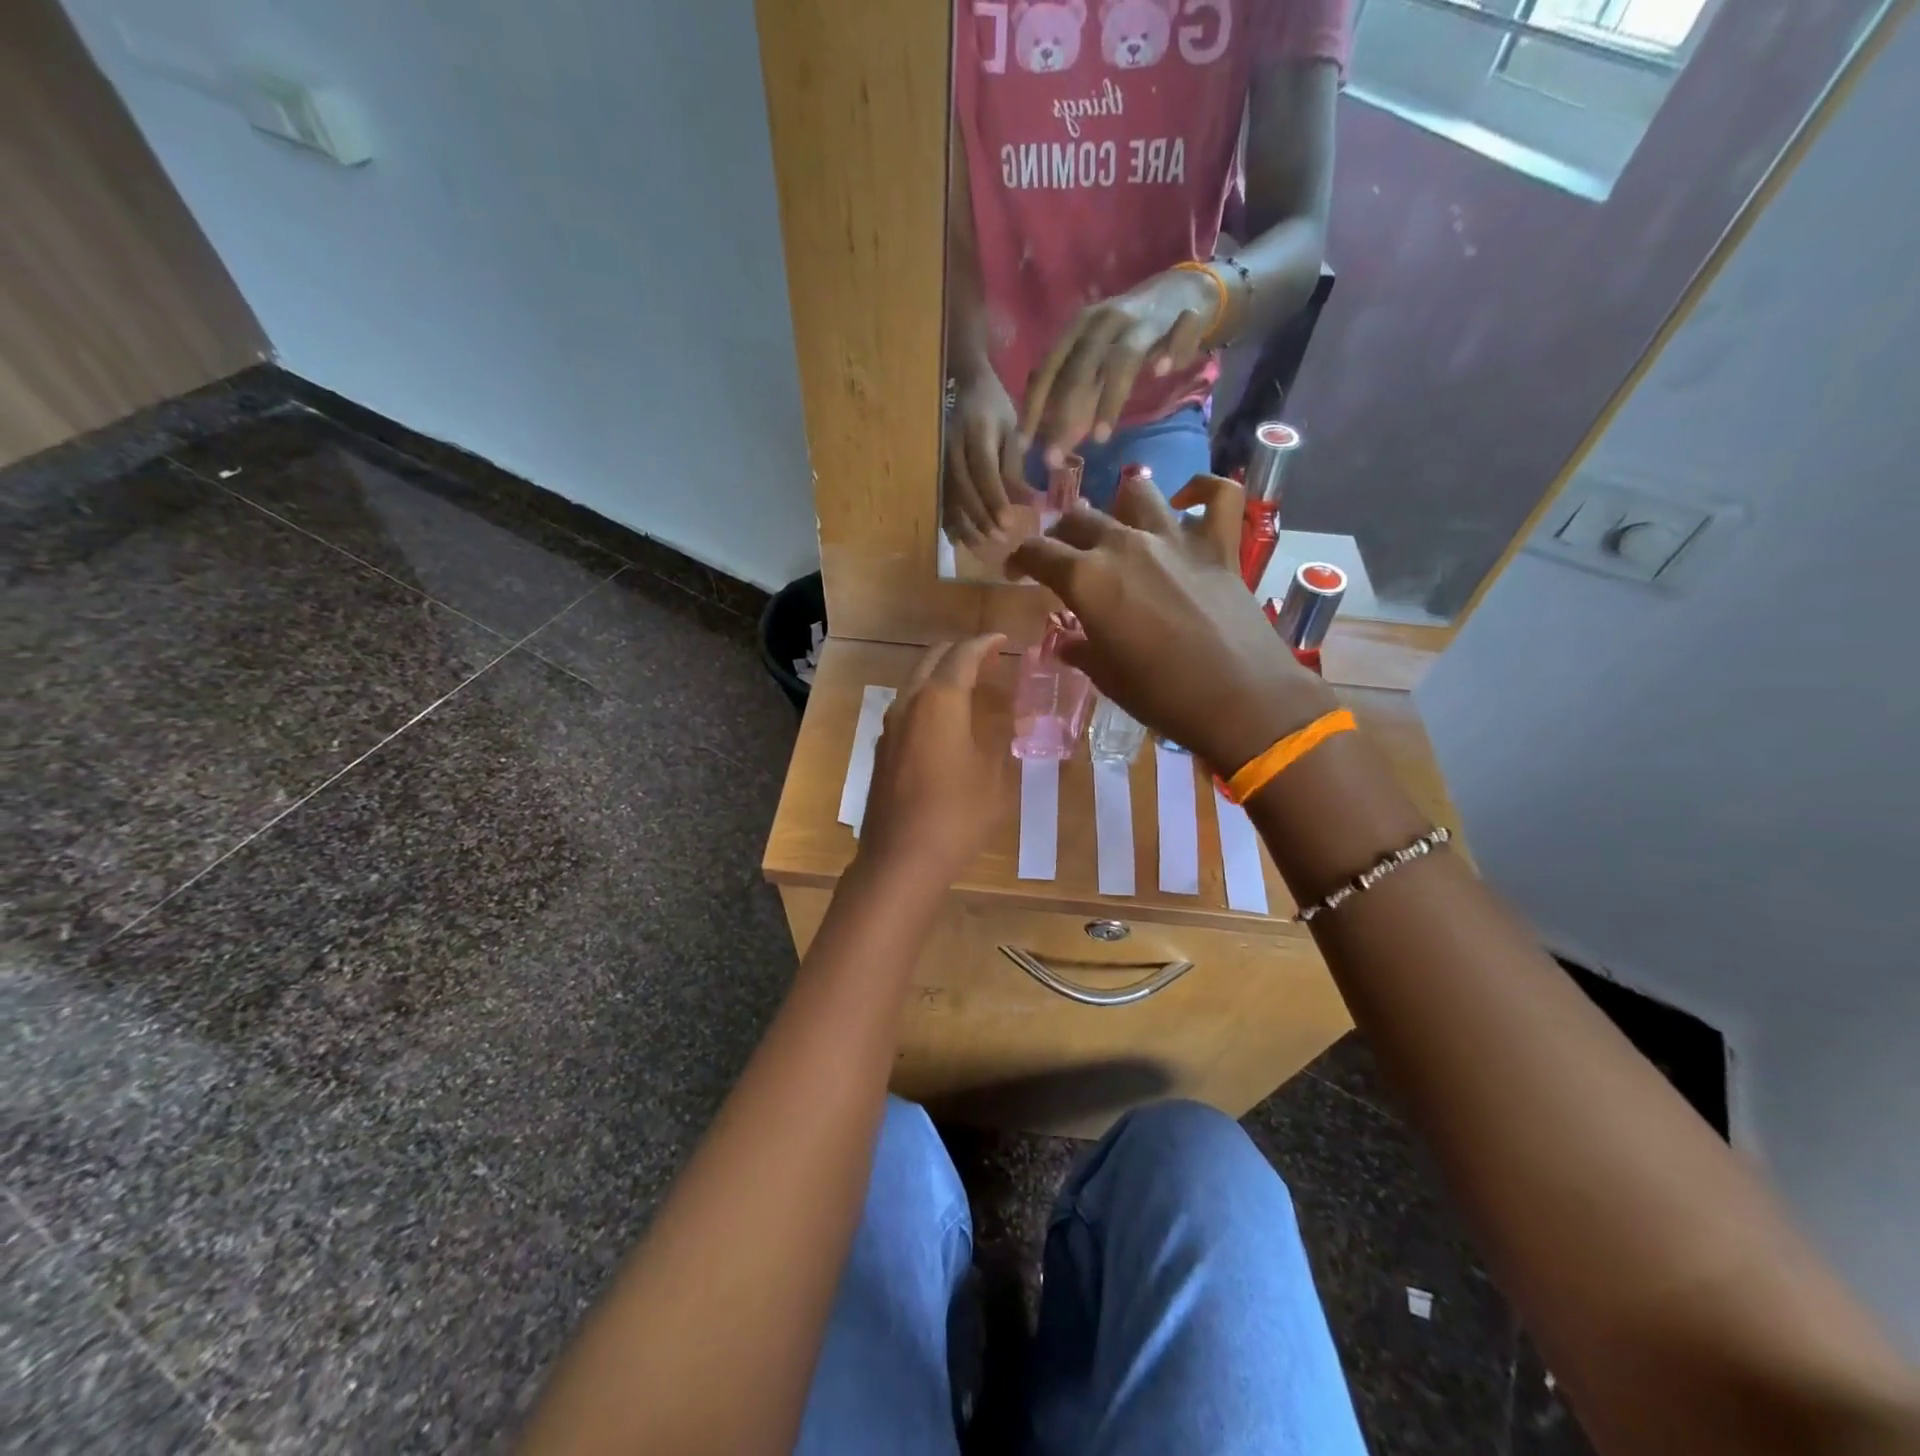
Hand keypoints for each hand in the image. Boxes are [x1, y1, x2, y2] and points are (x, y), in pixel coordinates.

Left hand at [858, 635, 1011, 884]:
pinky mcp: (882, 750)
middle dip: (960, 652)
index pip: (963, 655)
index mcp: (939, 700)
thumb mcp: (993, 774)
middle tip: (988, 658)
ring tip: (970, 685)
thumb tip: (1009, 715)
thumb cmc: (958, 814)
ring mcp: (890, 727)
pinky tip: (945, 720)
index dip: (985, 643)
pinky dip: (929, 700)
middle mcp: (909, 703)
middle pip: (932, 659)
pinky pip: (907, 708)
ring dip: (942, 675)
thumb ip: (1000, 736)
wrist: (901, 858)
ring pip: (915, 682)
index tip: (1002, 639)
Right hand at [944, 371, 1030, 547]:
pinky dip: (950, 522)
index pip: (984, 472)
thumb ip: (1016, 469)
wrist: (969, 390)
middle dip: (982, 518)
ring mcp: (940, 461)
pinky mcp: (936, 472)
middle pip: (964, 490)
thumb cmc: (996, 412)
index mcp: (976, 433)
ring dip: (965, 525)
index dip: (995, 500)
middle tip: (1000, 538)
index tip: (1009, 523)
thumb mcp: (1012, 434)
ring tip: (983, 544)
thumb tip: (1030, 505)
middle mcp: (953, 448)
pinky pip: (941, 500)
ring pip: (949, 498)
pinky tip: (960, 540)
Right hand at [1008, 474, 1334, 773]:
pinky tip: (1188, 502)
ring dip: (1120, 506)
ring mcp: (1174, 539)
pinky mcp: (1219, 546)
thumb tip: (1066, 642)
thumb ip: (1081, 649)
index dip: (1020, 559)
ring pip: (1136, 493)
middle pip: (1079, 518)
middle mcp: (1124, 545)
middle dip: (1062, 535)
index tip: (1017, 572)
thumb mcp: (1107, 677)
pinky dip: (1203, 491)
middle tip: (1064, 558)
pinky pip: (1219, 495)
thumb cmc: (1162, 696)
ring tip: (1120, 528)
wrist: (1240, 700)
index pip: (1038, 552)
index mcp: (1087, 579)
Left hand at [1020, 267, 1219, 466]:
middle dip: (1064, 415)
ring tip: (1100, 437)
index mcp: (1079, 328)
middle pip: (1080, 369)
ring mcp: (1145, 320)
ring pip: (1124, 358)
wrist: (1184, 290)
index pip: (1049, 370)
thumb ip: (1076, 393)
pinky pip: (1179, 332)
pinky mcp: (1185, 316)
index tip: (1023, 447)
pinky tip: (1164, 371)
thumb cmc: (1128, 334)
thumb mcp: (1095, 358)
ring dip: (1110, 398)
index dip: (1034, 407)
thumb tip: (1052, 437)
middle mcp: (1107, 321)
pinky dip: (1173, 350)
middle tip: (1054, 458)